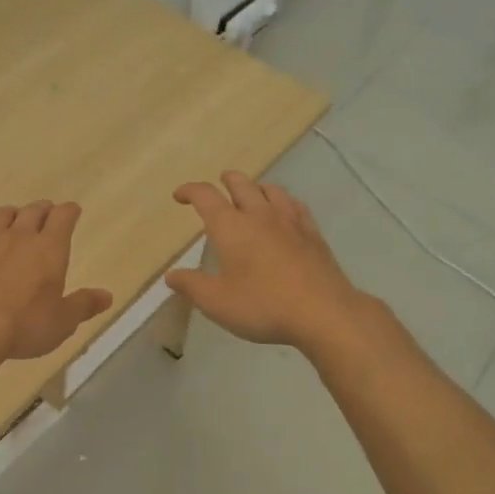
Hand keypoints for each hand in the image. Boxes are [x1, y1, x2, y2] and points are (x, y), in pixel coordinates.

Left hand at [0, 201, 112, 370]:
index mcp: (49, 249)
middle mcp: (19, 238)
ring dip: (11, 215)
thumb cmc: (25, 325)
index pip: (63, 217)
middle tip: (46, 213)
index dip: (69, 211)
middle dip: (43, 209)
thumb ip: (84, 305)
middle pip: (33, 211)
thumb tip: (107, 295)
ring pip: (1, 216)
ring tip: (14, 221)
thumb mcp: (63, 322)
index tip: (73, 211)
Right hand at [167, 173, 381, 355]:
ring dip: (256, 187)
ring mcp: (290, 222)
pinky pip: (296, 206)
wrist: (323, 312)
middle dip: (226, 181)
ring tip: (251, 194)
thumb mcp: (216, 302)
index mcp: (230, 227)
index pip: (205, 196)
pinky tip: (285, 212)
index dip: (189, 191)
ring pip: (271, 190)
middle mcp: (259, 215)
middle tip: (218, 185)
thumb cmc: (262, 305)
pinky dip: (283, 202)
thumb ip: (191, 286)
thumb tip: (171, 275)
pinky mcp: (313, 234)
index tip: (179, 196)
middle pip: (241, 184)